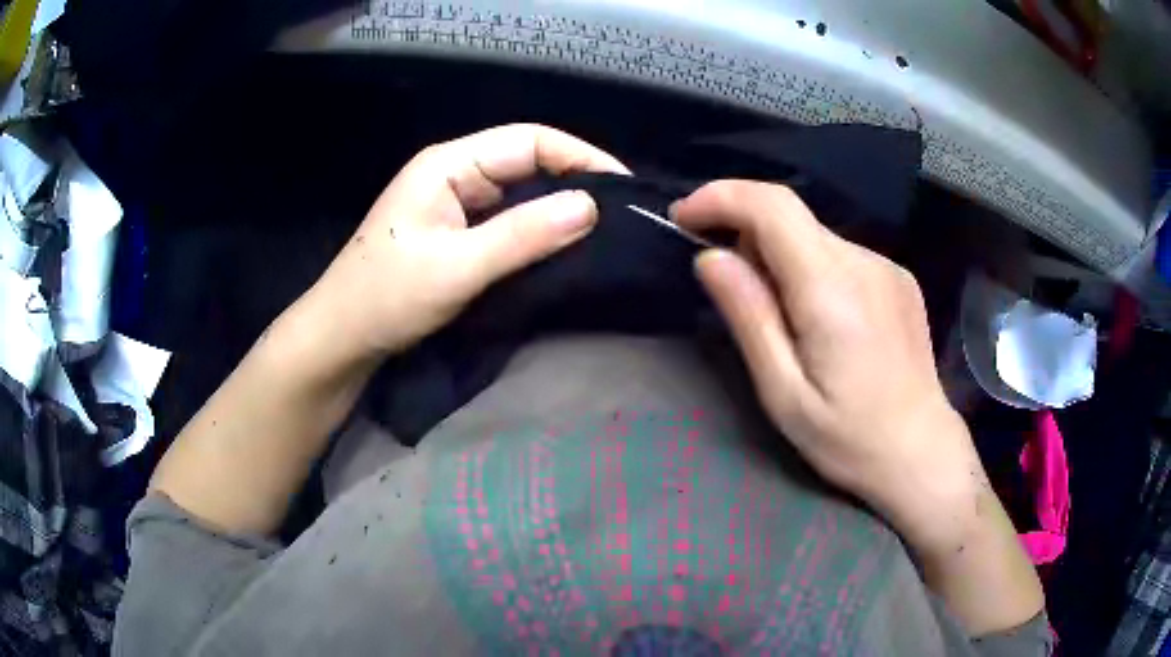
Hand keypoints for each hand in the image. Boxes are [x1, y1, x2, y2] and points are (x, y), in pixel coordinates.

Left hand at [307, 124, 629, 361]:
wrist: (342, 337)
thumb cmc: (387, 297)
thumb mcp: (457, 267)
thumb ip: (524, 235)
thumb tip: (592, 206)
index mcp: (449, 164)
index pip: (529, 140)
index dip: (579, 156)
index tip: (622, 187)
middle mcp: (455, 173)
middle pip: (527, 161)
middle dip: (575, 180)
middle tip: (620, 213)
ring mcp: (456, 202)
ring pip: (520, 191)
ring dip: (559, 206)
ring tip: (604, 229)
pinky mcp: (457, 230)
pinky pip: (508, 219)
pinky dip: (537, 229)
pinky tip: (563, 245)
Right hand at [672, 181, 984, 550]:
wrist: (920, 450)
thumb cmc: (847, 438)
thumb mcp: (784, 393)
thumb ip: (749, 317)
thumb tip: (711, 257)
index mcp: (831, 290)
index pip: (772, 206)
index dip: (720, 197)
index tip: (684, 218)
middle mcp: (863, 262)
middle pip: (791, 216)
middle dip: (745, 233)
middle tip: (730, 287)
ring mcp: (886, 267)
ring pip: (814, 236)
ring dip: (781, 256)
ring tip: (782, 318)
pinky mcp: (898, 277)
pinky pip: (840, 254)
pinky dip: (812, 268)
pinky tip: (821, 320)